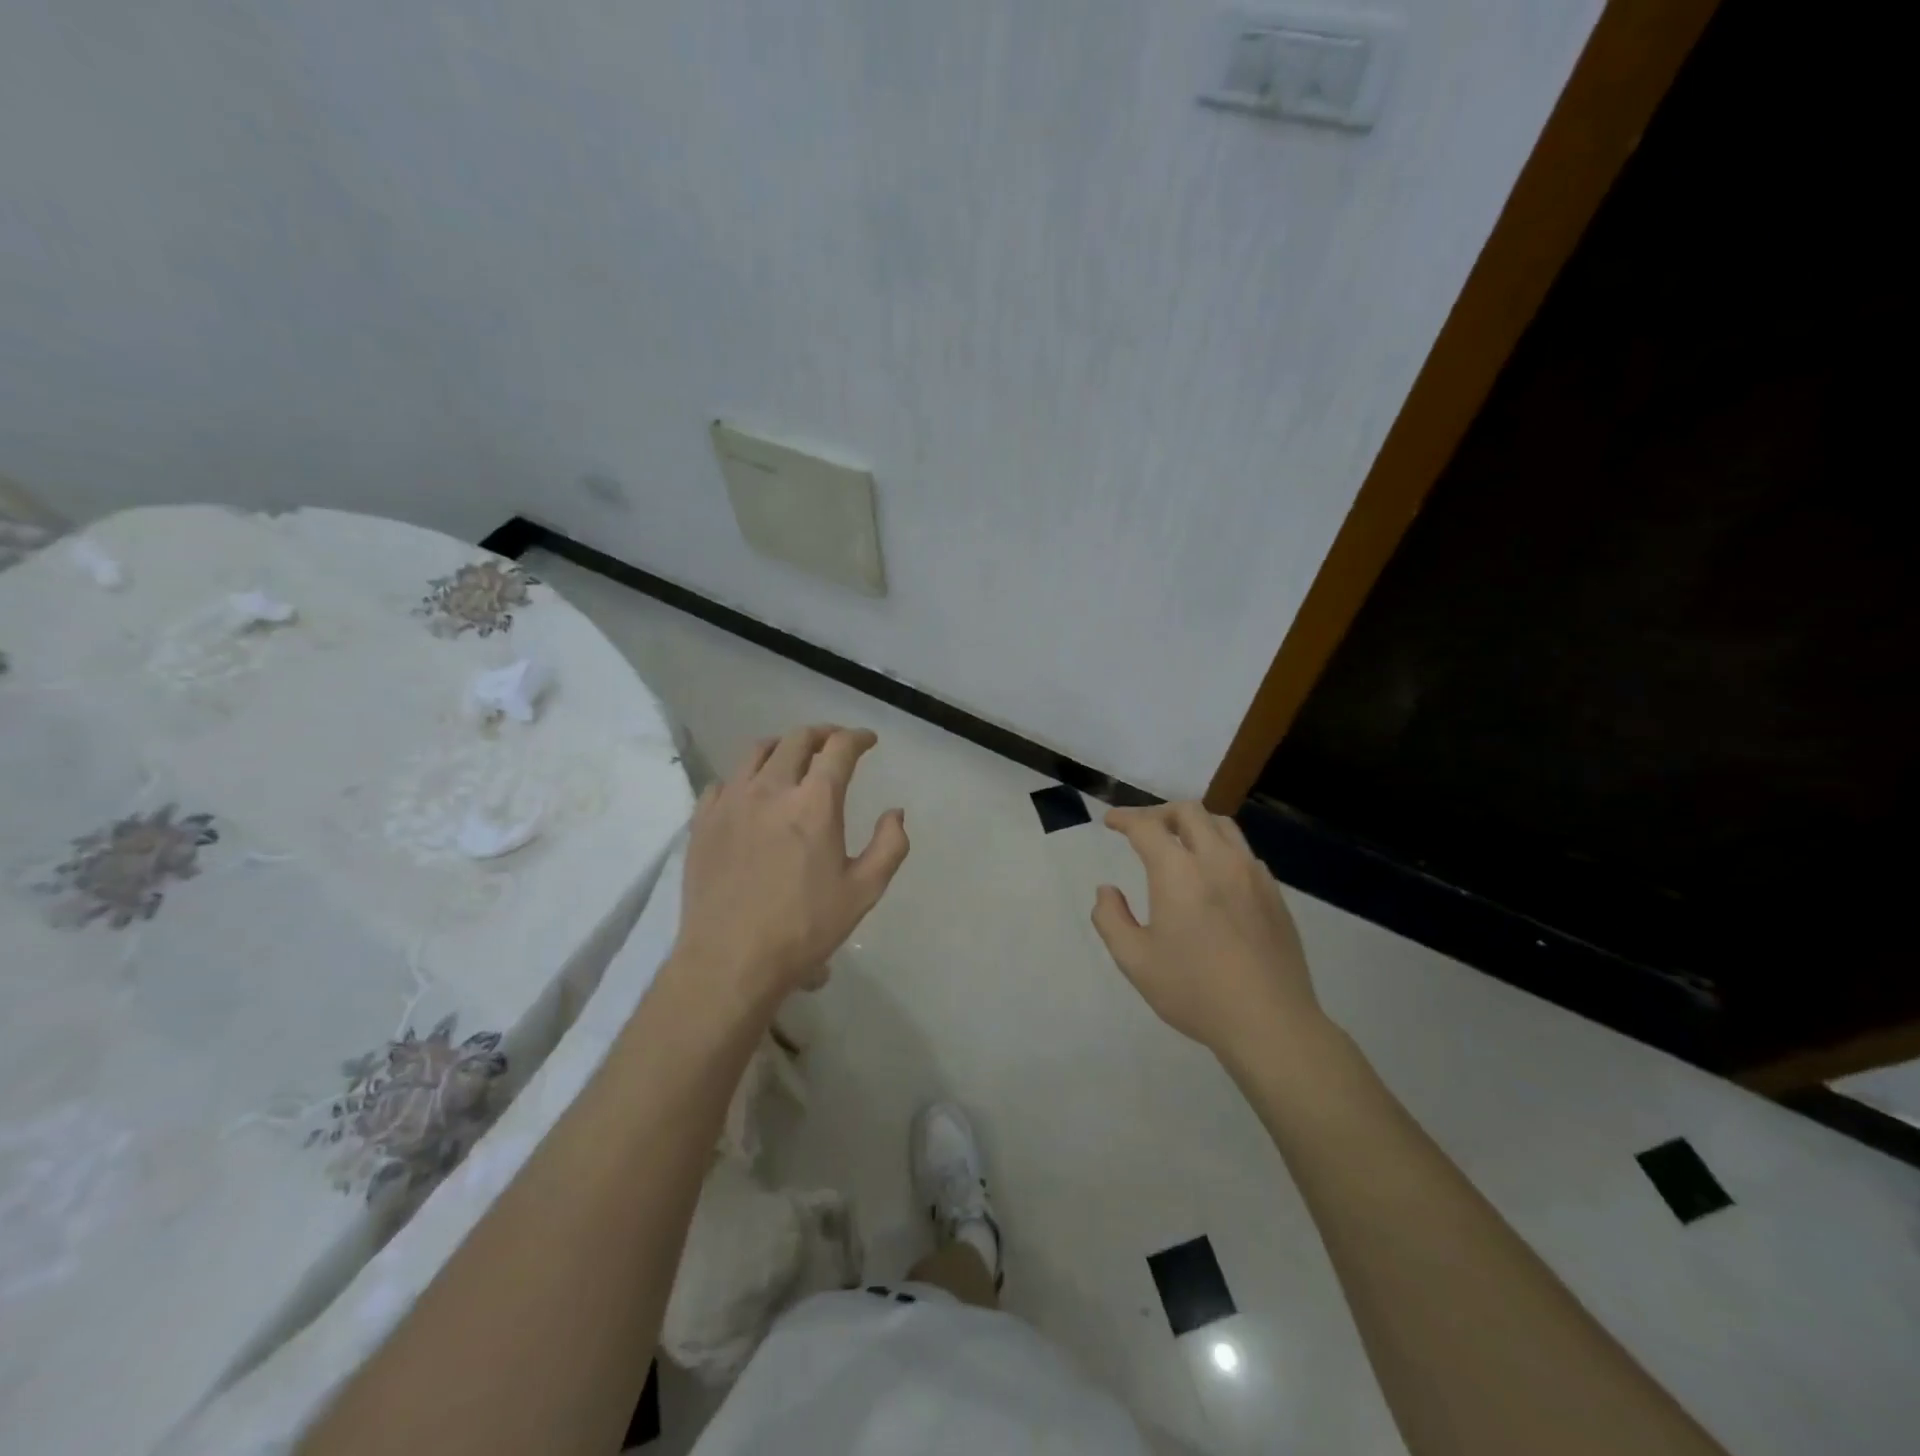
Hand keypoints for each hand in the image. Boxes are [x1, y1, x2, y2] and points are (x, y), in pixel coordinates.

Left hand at [673, 725, 908, 1008]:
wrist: (730, 960)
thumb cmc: (804, 928)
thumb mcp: (864, 892)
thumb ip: (889, 846)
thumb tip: (895, 813)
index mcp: (814, 803)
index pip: (839, 750)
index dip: (857, 738)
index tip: (867, 741)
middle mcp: (771, 789)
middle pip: (797, 740)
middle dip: (822, 733)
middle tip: (835, 742)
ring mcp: (731, 802)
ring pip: (756, 752)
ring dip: (782, 746)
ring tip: (793, 757)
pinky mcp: (703, 821)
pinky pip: (724, 781)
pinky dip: (745, 777)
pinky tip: (751, 793)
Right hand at [1091, 803, 1321, 1061]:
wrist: (1270, 1023)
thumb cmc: (1195, 991)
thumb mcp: (1135, 961)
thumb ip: (1111, 919)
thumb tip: (1107, 891)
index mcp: (1179, 873)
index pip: (1147, 827)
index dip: (1125, 818)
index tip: (1111, 821)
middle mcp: (1218, 860)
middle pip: (1189, 813)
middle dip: (1159, 813)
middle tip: (1142, 829)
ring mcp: (1252, 875)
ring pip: (1222, 826)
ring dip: (1194, 825)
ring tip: (1178, 843)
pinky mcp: (1274, 894)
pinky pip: (1243, 852)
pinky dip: (1220, 848)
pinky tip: (1213, 876)